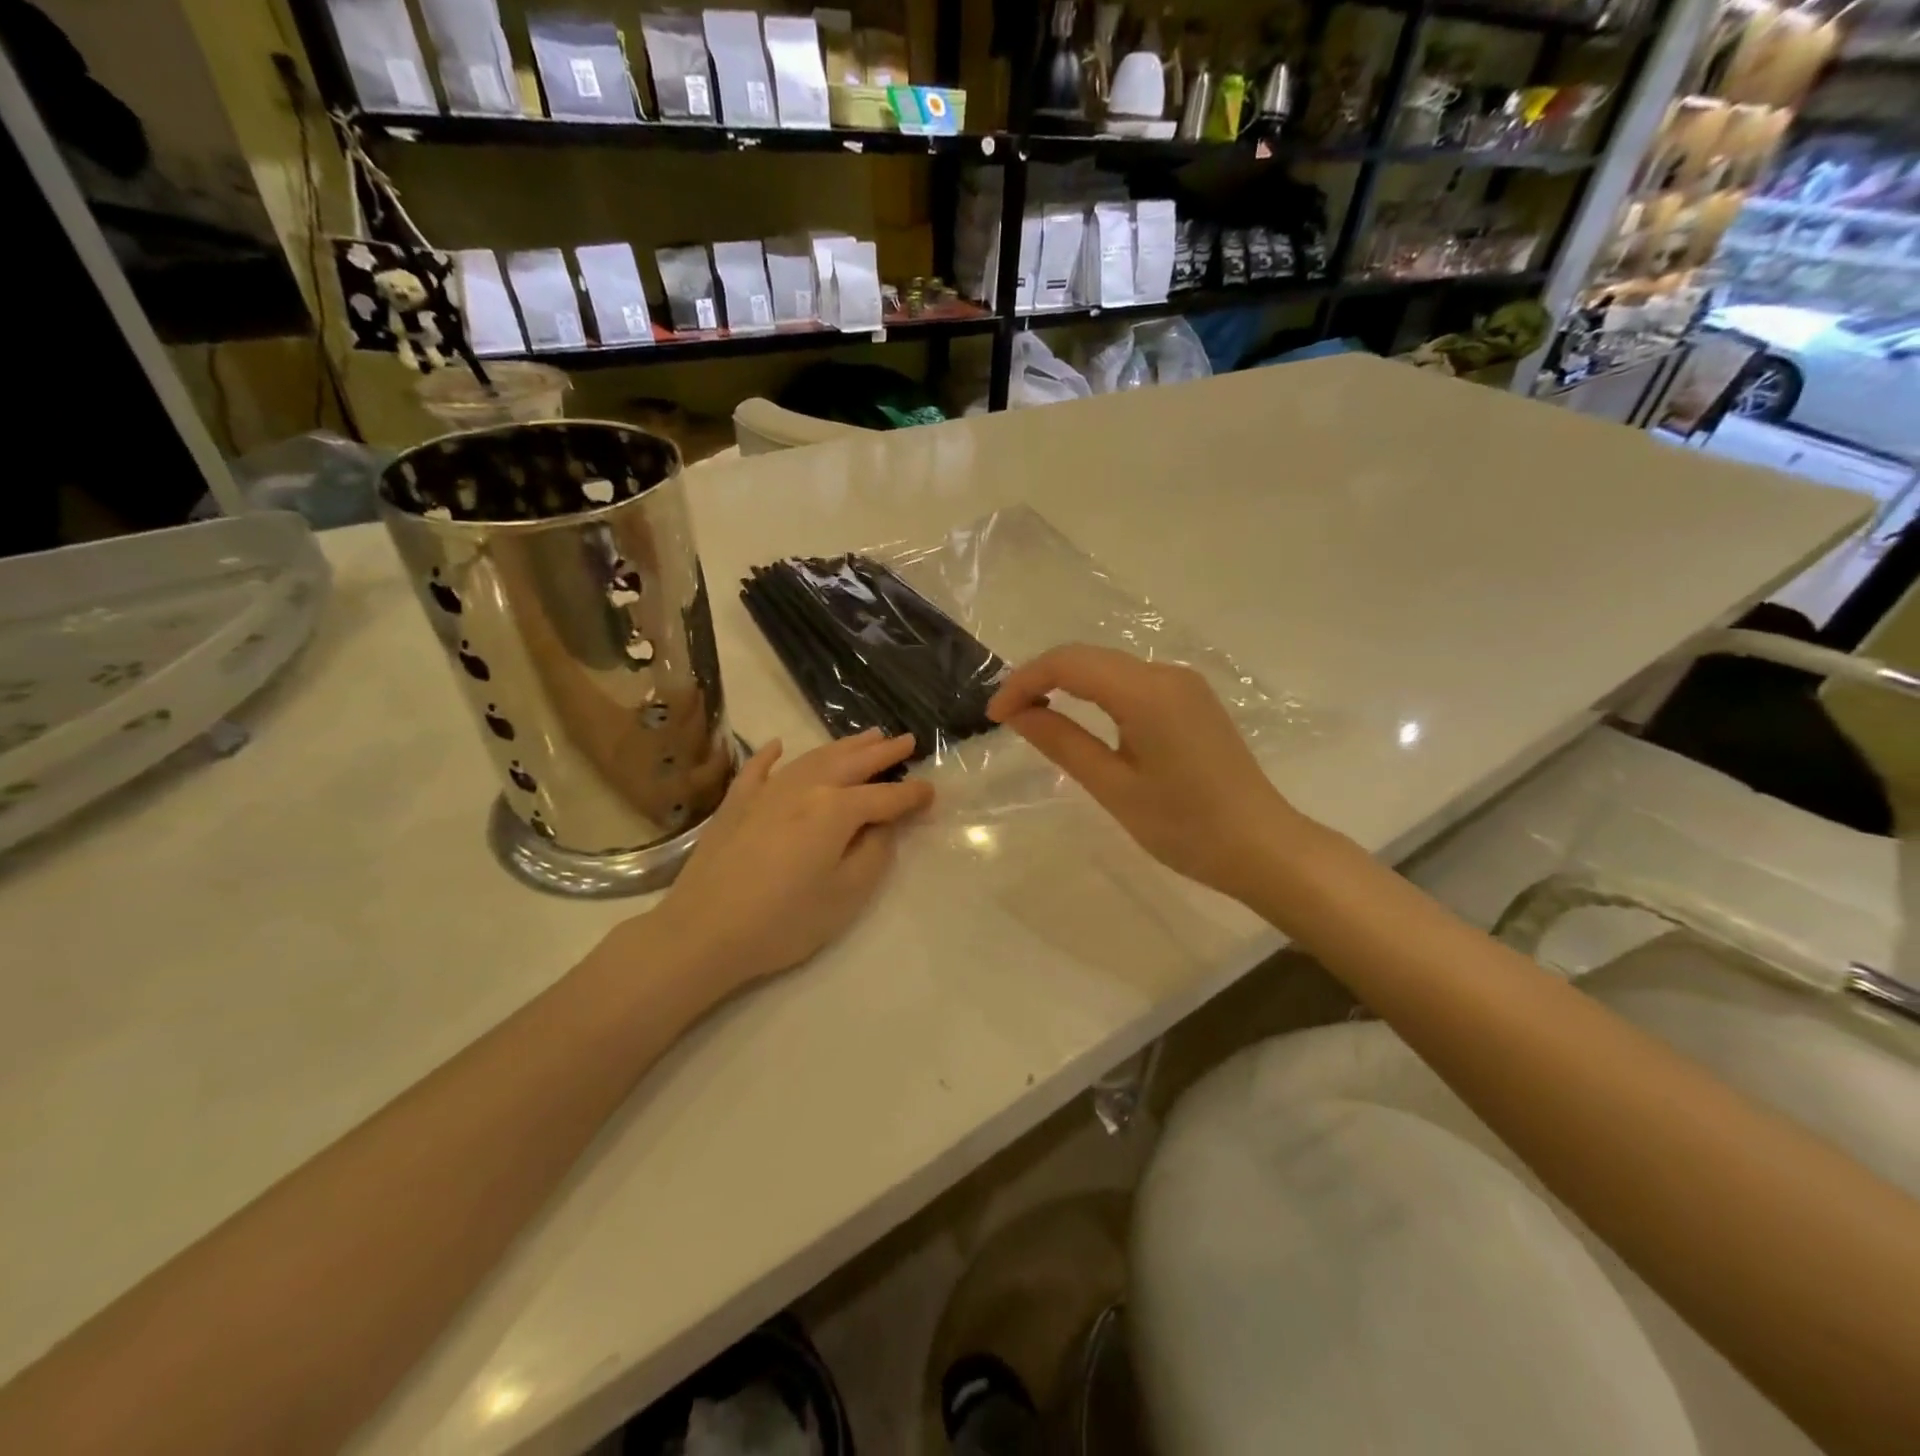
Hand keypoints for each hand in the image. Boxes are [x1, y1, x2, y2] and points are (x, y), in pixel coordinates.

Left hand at [643, 729, 933, 991]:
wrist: (703, 932)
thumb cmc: (784, 921)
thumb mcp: (846, 894)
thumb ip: (874, 852)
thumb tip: (884, 824)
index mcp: (836, 809)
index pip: (885, 797)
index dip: (912, 795)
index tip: (932, 791)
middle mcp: (805, 788)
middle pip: (852, 763)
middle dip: (883, 752)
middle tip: (906, 740)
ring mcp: (766, 791)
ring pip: (813, 758)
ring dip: (843, 746)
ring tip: (867, 736)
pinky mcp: (735, 804)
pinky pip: (758, 769)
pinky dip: (771, 754)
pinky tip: (779, 745)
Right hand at [986, 644, 1303, 904]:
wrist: (1263, 846)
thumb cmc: (1186, 827)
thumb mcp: (1114, 787)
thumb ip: (1062, 743)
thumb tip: (1018, 714)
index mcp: (1147, 692)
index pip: (1069, 664)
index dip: (1024, 682)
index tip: (995, 716)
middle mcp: (1166, 674)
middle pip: (1088, 658)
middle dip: (1041, 679)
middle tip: (1007, 717)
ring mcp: (1183, 684)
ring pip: (1108, 667)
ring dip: (1067, 683)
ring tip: (1034, 716)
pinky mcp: (1191, 699)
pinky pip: (1131, 682)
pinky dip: (1096, 692)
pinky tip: (1080, 717)